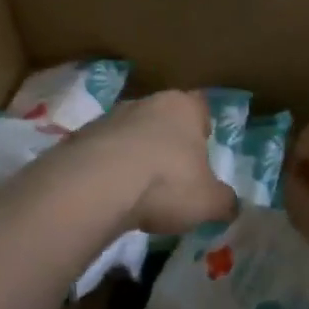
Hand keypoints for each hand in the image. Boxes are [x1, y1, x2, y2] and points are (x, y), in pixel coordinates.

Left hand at [63, 90, 236, 235]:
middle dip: (167, 142)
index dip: (203, 129)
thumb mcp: (209, 202)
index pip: (200, 107)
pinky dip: (108, 170)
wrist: (95, 187)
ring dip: (135, 155)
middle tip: (173, 176)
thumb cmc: (166, 183)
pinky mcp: (78, 139)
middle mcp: (146, 103)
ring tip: (138, 191)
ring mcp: (108, 118)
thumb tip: (230, 205)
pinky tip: (111, 196)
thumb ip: (224, 201)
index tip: (202, 153)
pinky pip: (102, 152)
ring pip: (130, 133)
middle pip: (163, 119)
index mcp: (183, 107)